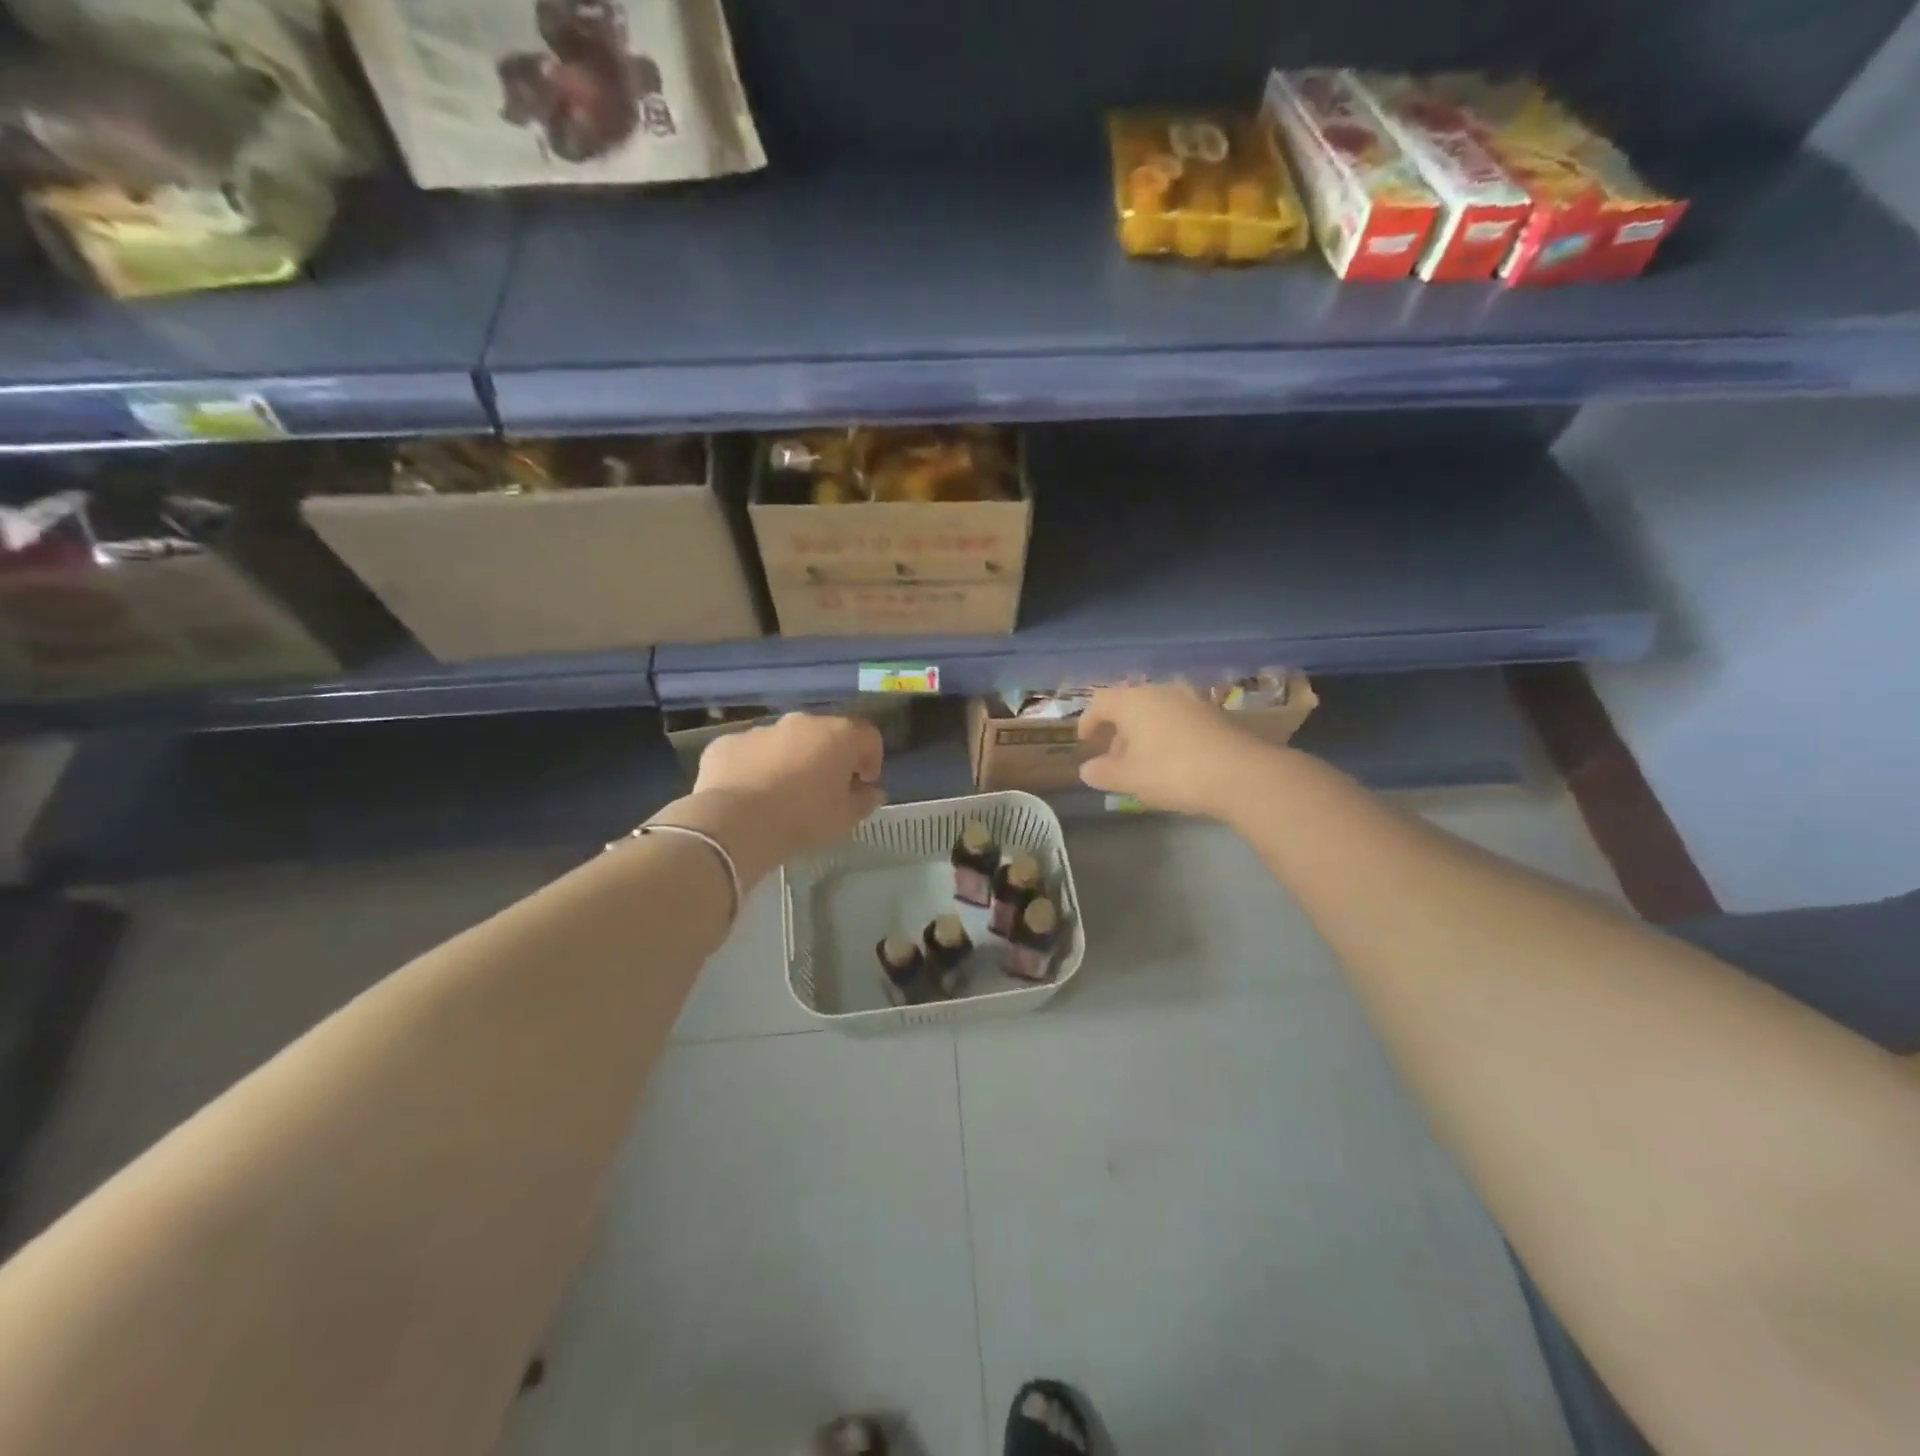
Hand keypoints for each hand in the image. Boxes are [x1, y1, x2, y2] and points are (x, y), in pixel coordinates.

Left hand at [689, 713, 886, 872]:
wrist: (735, 823)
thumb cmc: (802, 818)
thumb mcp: (845, 818)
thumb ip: (865, 800)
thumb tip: (872, 791)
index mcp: (837, 735)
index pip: (868, 736)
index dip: (871, 758)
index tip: (864, 783)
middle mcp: (801, 723)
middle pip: (825, 733)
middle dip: (830, 756)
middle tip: (826, 788)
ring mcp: (761, 730)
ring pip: (785, 741)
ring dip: (792, 760)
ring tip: (785, 794)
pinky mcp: (727, 743)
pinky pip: (751, 752)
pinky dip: (756, 767)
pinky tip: (751, 795)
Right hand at [1076, 683, 1271, 818]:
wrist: (1241, 774)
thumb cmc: (1173, 772)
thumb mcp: (1130, 779)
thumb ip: (1103, 773)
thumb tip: (1086, 770)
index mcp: (1133, 701)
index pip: (1100, 701)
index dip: (1088, 720)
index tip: (1085, 740)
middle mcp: (1161, 691)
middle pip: (1130, 705)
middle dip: (1118, 730)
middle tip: (1114, 758)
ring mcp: (1191, 699)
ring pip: (1156, 711)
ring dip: (1144, 732)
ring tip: (1144, 761)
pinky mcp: (1214, 713)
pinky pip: (1179, 718)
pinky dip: (1167, 734)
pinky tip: (1173, 760)